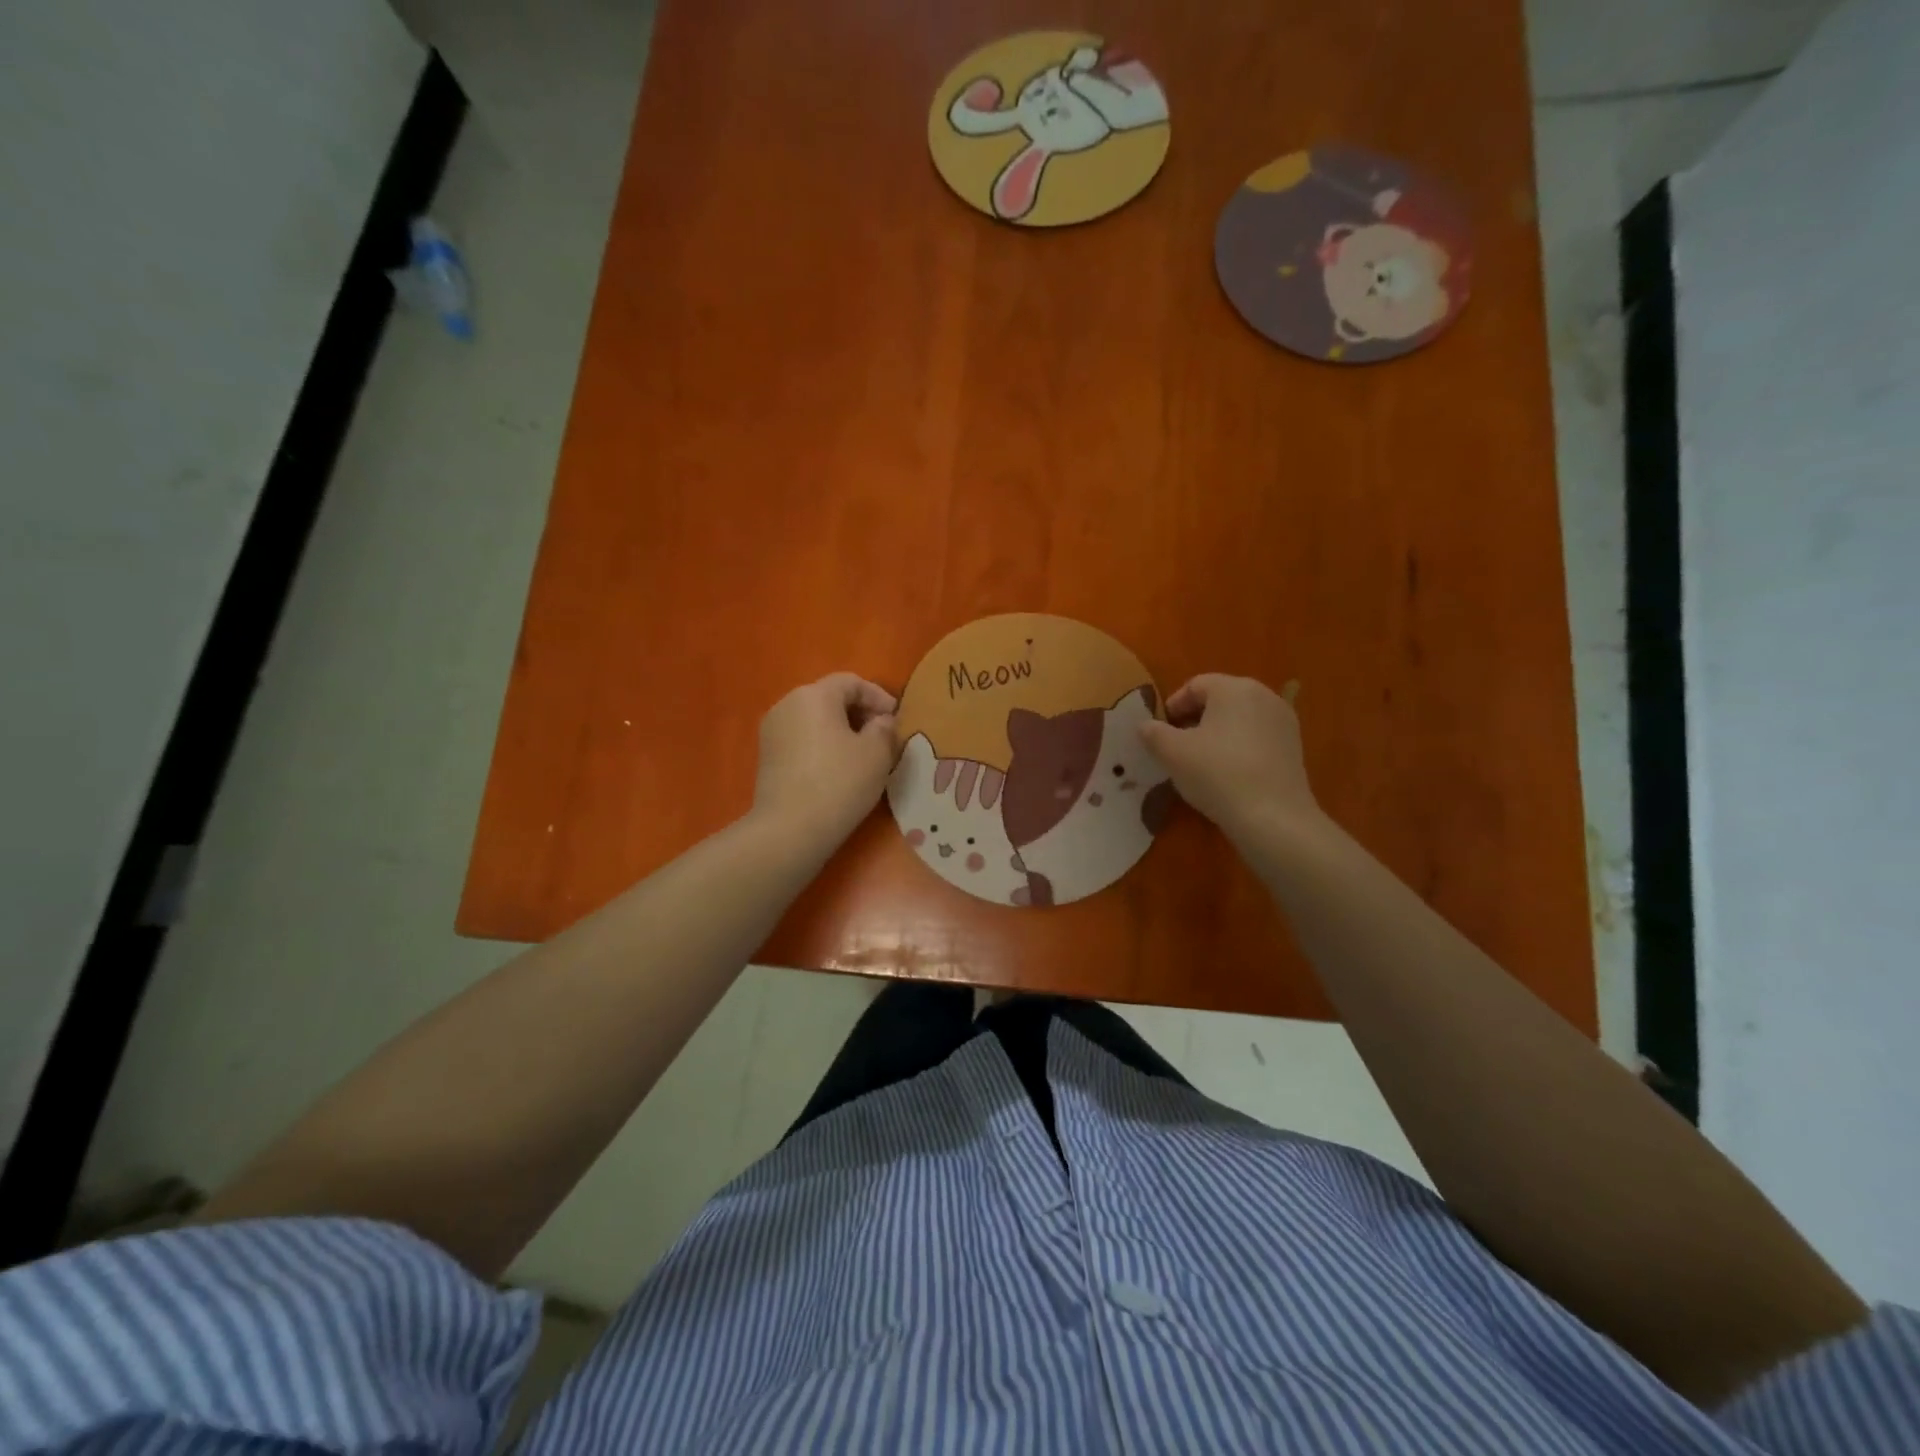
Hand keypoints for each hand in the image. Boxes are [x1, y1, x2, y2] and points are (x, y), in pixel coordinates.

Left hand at [751, 673, 898, 853]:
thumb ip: (885, 728)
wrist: (790, 830)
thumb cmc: (839, 782)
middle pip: (830, 698)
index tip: (897, 719)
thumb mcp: (877, 753)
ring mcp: (772, 731)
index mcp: (814, 695)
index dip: (878, 696)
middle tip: (883, 736)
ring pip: (815, 720)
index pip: (851, 682)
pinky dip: (823, 746)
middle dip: (859, 713)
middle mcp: (787, 705)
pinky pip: (802, 740)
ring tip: (863, 755)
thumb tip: (881, 721)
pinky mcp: (767, 757)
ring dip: (841, 731)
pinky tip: (838, 770)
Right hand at [1137, 675, 1319, 843]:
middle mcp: (1264, 696)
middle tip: (1176, 746)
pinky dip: (1238, 748)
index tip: (1160, 731)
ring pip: (1239, 719)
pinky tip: (1227, 774)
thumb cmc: (1217, 774)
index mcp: (1234, 688)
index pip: (1195, 685)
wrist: (1273, 817)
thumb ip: (1153, 733)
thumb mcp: (1172, 753)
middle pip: (1220, 699)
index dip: (1173, 706)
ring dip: (1216, 734)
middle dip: (1194, 719)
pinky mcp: (1294, 748)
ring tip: (1199, 762)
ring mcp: (1283, 722)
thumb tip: (1145, 726)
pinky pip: (1257, 738)